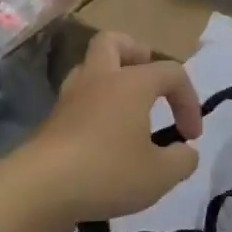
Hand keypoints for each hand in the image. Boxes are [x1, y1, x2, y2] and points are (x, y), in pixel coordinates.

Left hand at [25, 32, 203, 221]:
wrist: (40, 189)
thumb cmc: (108, 172)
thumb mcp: (160, 175)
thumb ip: (182, 160)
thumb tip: (185, 151)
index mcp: (132, 83)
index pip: (172, 73)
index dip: (189, 101)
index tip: (191, 137)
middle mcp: (99, 79)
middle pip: (114, 42)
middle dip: (136, 54)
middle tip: (149, 83)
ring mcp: (70, 97)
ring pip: (90, 68)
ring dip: (110, 80)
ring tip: (126, 110)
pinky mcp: (52, 120)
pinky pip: (77, 99)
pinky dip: (93, 108)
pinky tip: (103, 136)